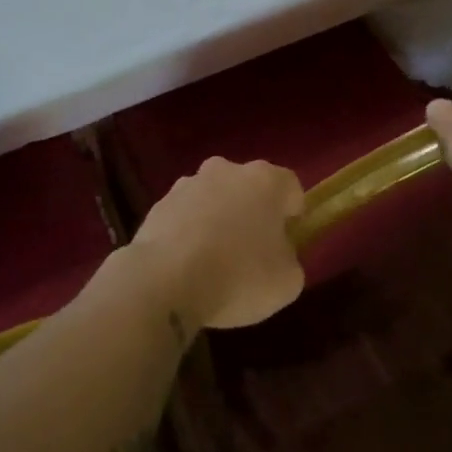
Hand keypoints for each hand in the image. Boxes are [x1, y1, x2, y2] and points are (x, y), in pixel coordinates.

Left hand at [129, 157, 305, 330]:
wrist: (165, 280)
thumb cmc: (239, 276)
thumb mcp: (288, 281)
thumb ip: (289, 259)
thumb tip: (277, 254)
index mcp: (265, 180)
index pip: (290, 188)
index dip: (293, 215)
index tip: (288, 242)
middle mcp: (225, 170)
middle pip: (248, 188)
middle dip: (252, 213)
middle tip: (253, 252)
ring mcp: (187, 184)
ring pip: (213, 199)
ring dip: (217, 220)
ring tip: (214, 262)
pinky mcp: (158, 204)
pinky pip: (184, 216)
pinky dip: (189, 233)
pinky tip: (187, 265)